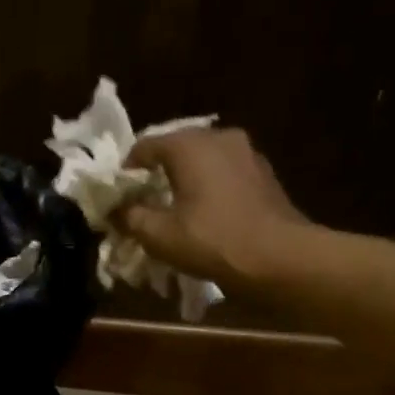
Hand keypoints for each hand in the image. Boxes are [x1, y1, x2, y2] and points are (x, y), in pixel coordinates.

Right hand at [116, 127, 312, 287]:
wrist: (279, 257)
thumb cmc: (212, 240)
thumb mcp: (158, 235)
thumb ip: (130, 217)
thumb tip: (116, 209)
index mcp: (189, 145)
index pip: (145, 146)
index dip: (126, 170)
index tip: (118, 194)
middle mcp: (218, 137)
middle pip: (176, 147)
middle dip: (156, 172)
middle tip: (143, 200)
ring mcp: (246, 152)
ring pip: (203, 159)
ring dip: (185, 178)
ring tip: (174, 206)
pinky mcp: (262, 173)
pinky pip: (224, 172)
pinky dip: (209, 185)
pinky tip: (204, 211)